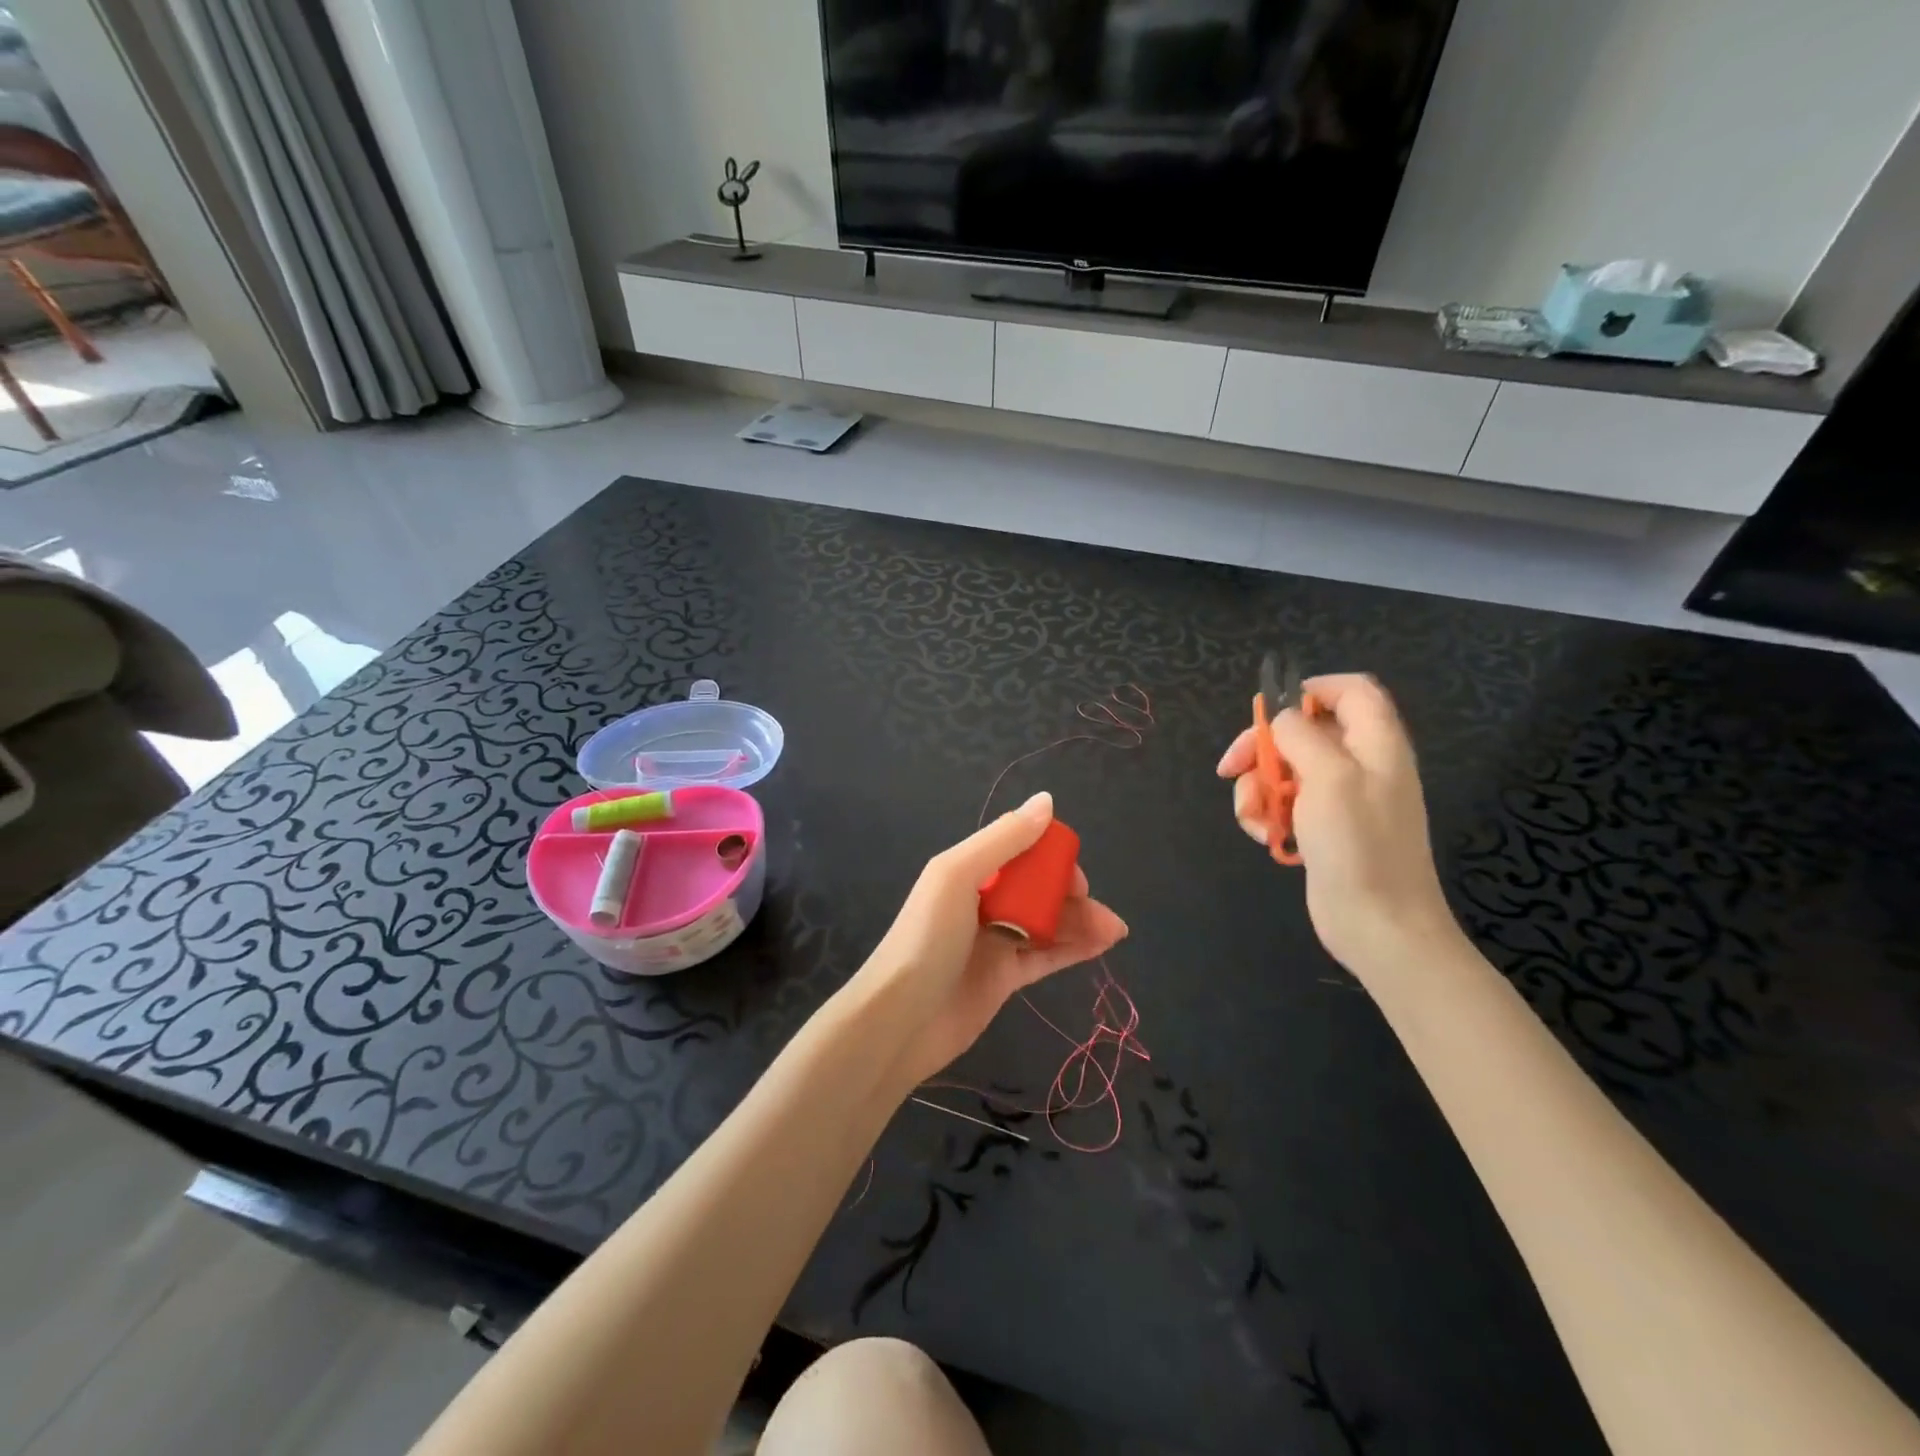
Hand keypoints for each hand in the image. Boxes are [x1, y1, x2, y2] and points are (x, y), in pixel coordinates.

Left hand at [851, 792, 1128, 1089]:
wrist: (900, 1021)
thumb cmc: (926, 940)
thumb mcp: (958, 876)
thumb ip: (1004, 839)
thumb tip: (1046, 801)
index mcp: (967, 870)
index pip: (1019, 850)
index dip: (1051, 855)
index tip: (1073, 872)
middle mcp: (982, 901)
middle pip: (1037, 887)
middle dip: (1071, 892)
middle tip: (1095, 909)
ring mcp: (994, 940)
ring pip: (1047, 922)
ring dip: (1081, 921)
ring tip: (1114, 931)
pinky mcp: (1004, 978)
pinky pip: (1046, 956)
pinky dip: (1074, 948)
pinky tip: (1102, 945)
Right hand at [1216, 673, 1455, 976]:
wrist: (1379, 925)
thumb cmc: (1359, 845)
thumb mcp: (1330, 776)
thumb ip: (1302, 735)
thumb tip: (1281, 720)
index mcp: (1375, 743)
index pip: (1351, 690)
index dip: (1310, 690)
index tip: (1269, 710)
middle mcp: (1360, 764)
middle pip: (1302, 731)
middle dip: (1261, 748)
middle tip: (1231, 768)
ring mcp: (1341, 799)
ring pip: (1284, 770)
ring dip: (1257, 789)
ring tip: (1254, 818)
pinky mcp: (1322, 828)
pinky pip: (1285, 804)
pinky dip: (1267, 816)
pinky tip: (1266, 837)